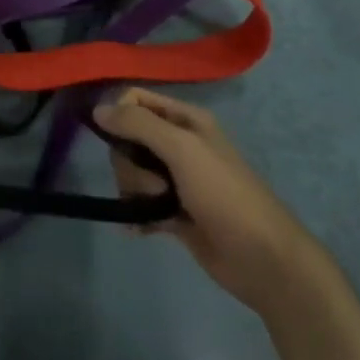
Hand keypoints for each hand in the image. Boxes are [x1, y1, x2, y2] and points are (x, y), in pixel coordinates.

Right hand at [95, 88, 331, 317]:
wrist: (263, 259)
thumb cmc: (225, 195)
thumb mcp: (182, 150)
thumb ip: (139, 125)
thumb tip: (97, 110)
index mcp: (186, 120)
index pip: (135, 100)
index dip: (120, 116)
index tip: (120, 140)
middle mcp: (179, 144)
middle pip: (127, 140)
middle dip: (130, 165)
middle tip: (154, 184)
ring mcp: (175, 179)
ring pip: (130, 173)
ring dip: (135, 191)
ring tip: (156, 209)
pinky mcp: (172, 211)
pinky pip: (138, 202)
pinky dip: (136, 214)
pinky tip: (139, 228)